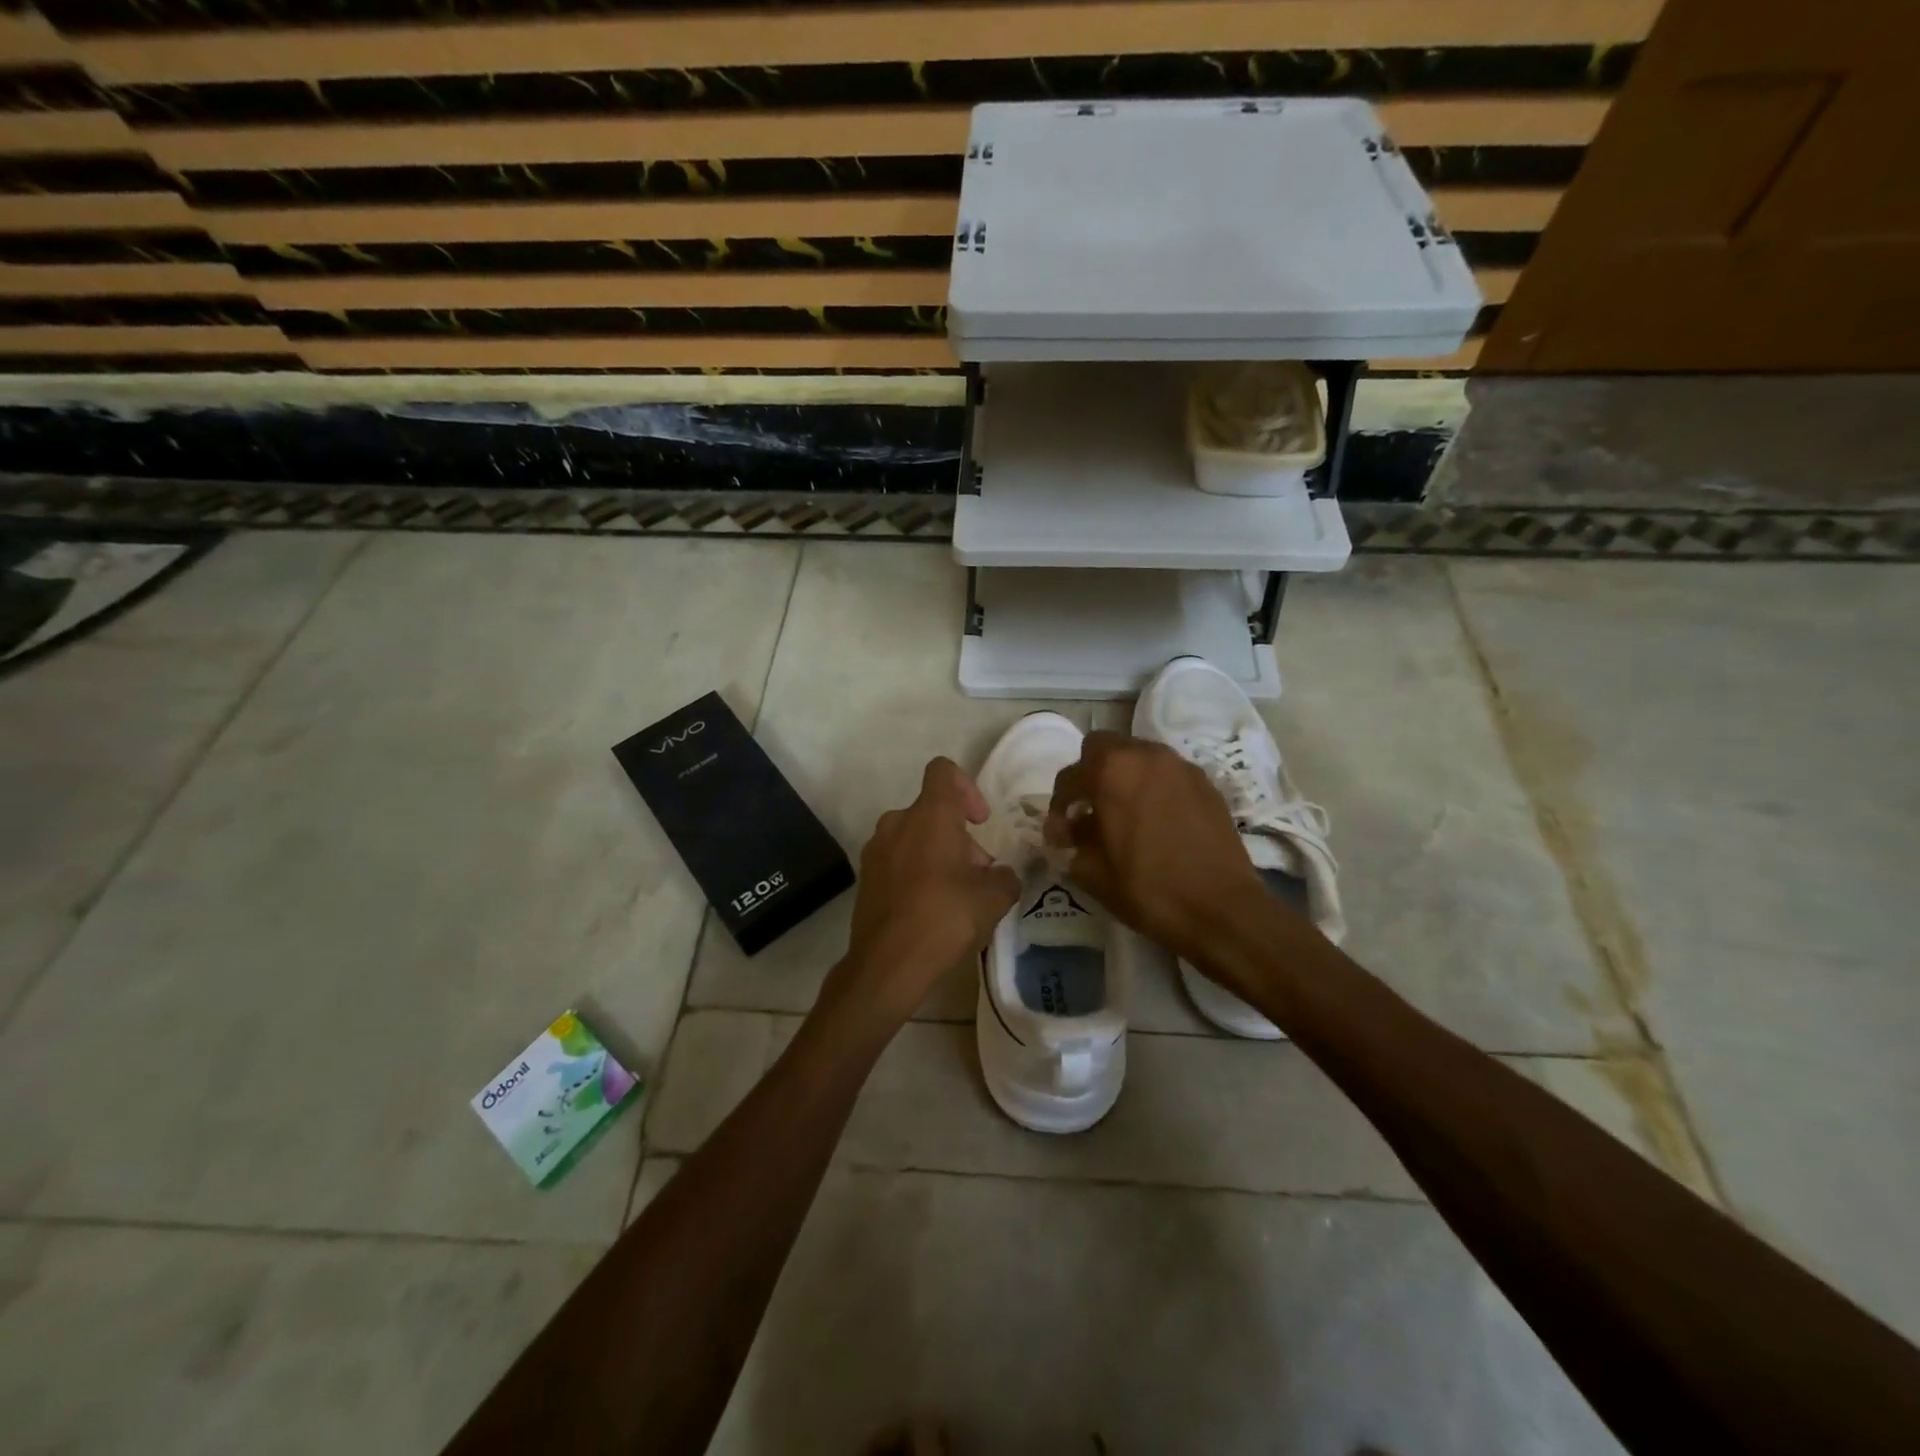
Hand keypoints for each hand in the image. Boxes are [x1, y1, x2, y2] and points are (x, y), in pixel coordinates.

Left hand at [833, 758, 1020, 1027]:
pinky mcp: (865, 877)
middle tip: (978, 875)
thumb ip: (1006, 877)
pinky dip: (916, 872)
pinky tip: (930, 909)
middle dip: (959, 837)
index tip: (980, 822)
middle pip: (933, 811)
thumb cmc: (945, 918)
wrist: (887, 964)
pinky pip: (897, 860)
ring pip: (914, 837)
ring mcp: (876, 849)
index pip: (943, 771)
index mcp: (930, 815)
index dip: (967, 787)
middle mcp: (898, 822)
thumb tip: (1000, 875)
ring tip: (957, 896)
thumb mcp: (994, 898)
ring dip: (938, 855)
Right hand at [1045, 731, 1269, 961]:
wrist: (1222, 908)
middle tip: (1090, 810)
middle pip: (1105, 747)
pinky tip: (1155, 821)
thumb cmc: (1148, 889)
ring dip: (1123, 777)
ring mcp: (1180, 766)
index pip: (1070, 776)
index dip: (1059, 805)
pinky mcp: (1204, 782)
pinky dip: (1152, 787)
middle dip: (1091, 774)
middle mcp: (1146, 755)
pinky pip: (1166, 773)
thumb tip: (1066, 831)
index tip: (1061, 832)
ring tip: (1123, 815)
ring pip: (1138, 756)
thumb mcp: (1092, 872)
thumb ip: (1070, 842)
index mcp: (1112, 771)